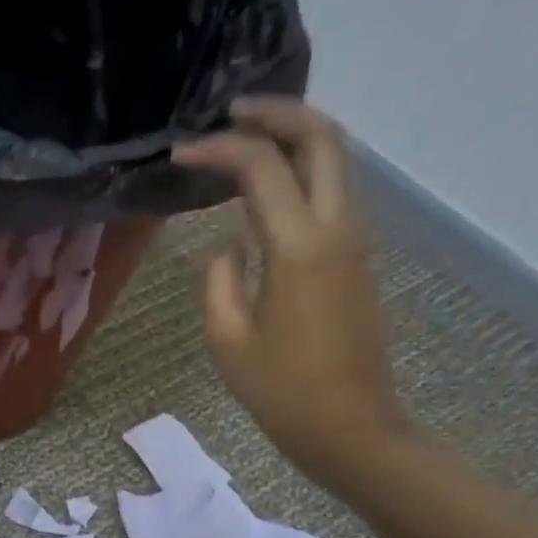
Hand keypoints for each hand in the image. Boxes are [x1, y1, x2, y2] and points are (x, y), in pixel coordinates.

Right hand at [174, 96, 412, 489]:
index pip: (261, 168)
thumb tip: (231, 246)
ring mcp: (356, 240)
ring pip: (336, 160)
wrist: (350, 426)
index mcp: (299, 247)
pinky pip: (334, 192)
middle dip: (278, 113)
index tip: (180, 154)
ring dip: (294, 138)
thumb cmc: (281, 390)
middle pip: (323, 138)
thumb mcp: (228, 338)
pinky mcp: (357, 258)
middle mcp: (337, 228)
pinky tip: (267, 188)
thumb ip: (220, 280)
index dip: (218, 150)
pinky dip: (303, 171)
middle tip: (231, 112)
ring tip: (245, 140)